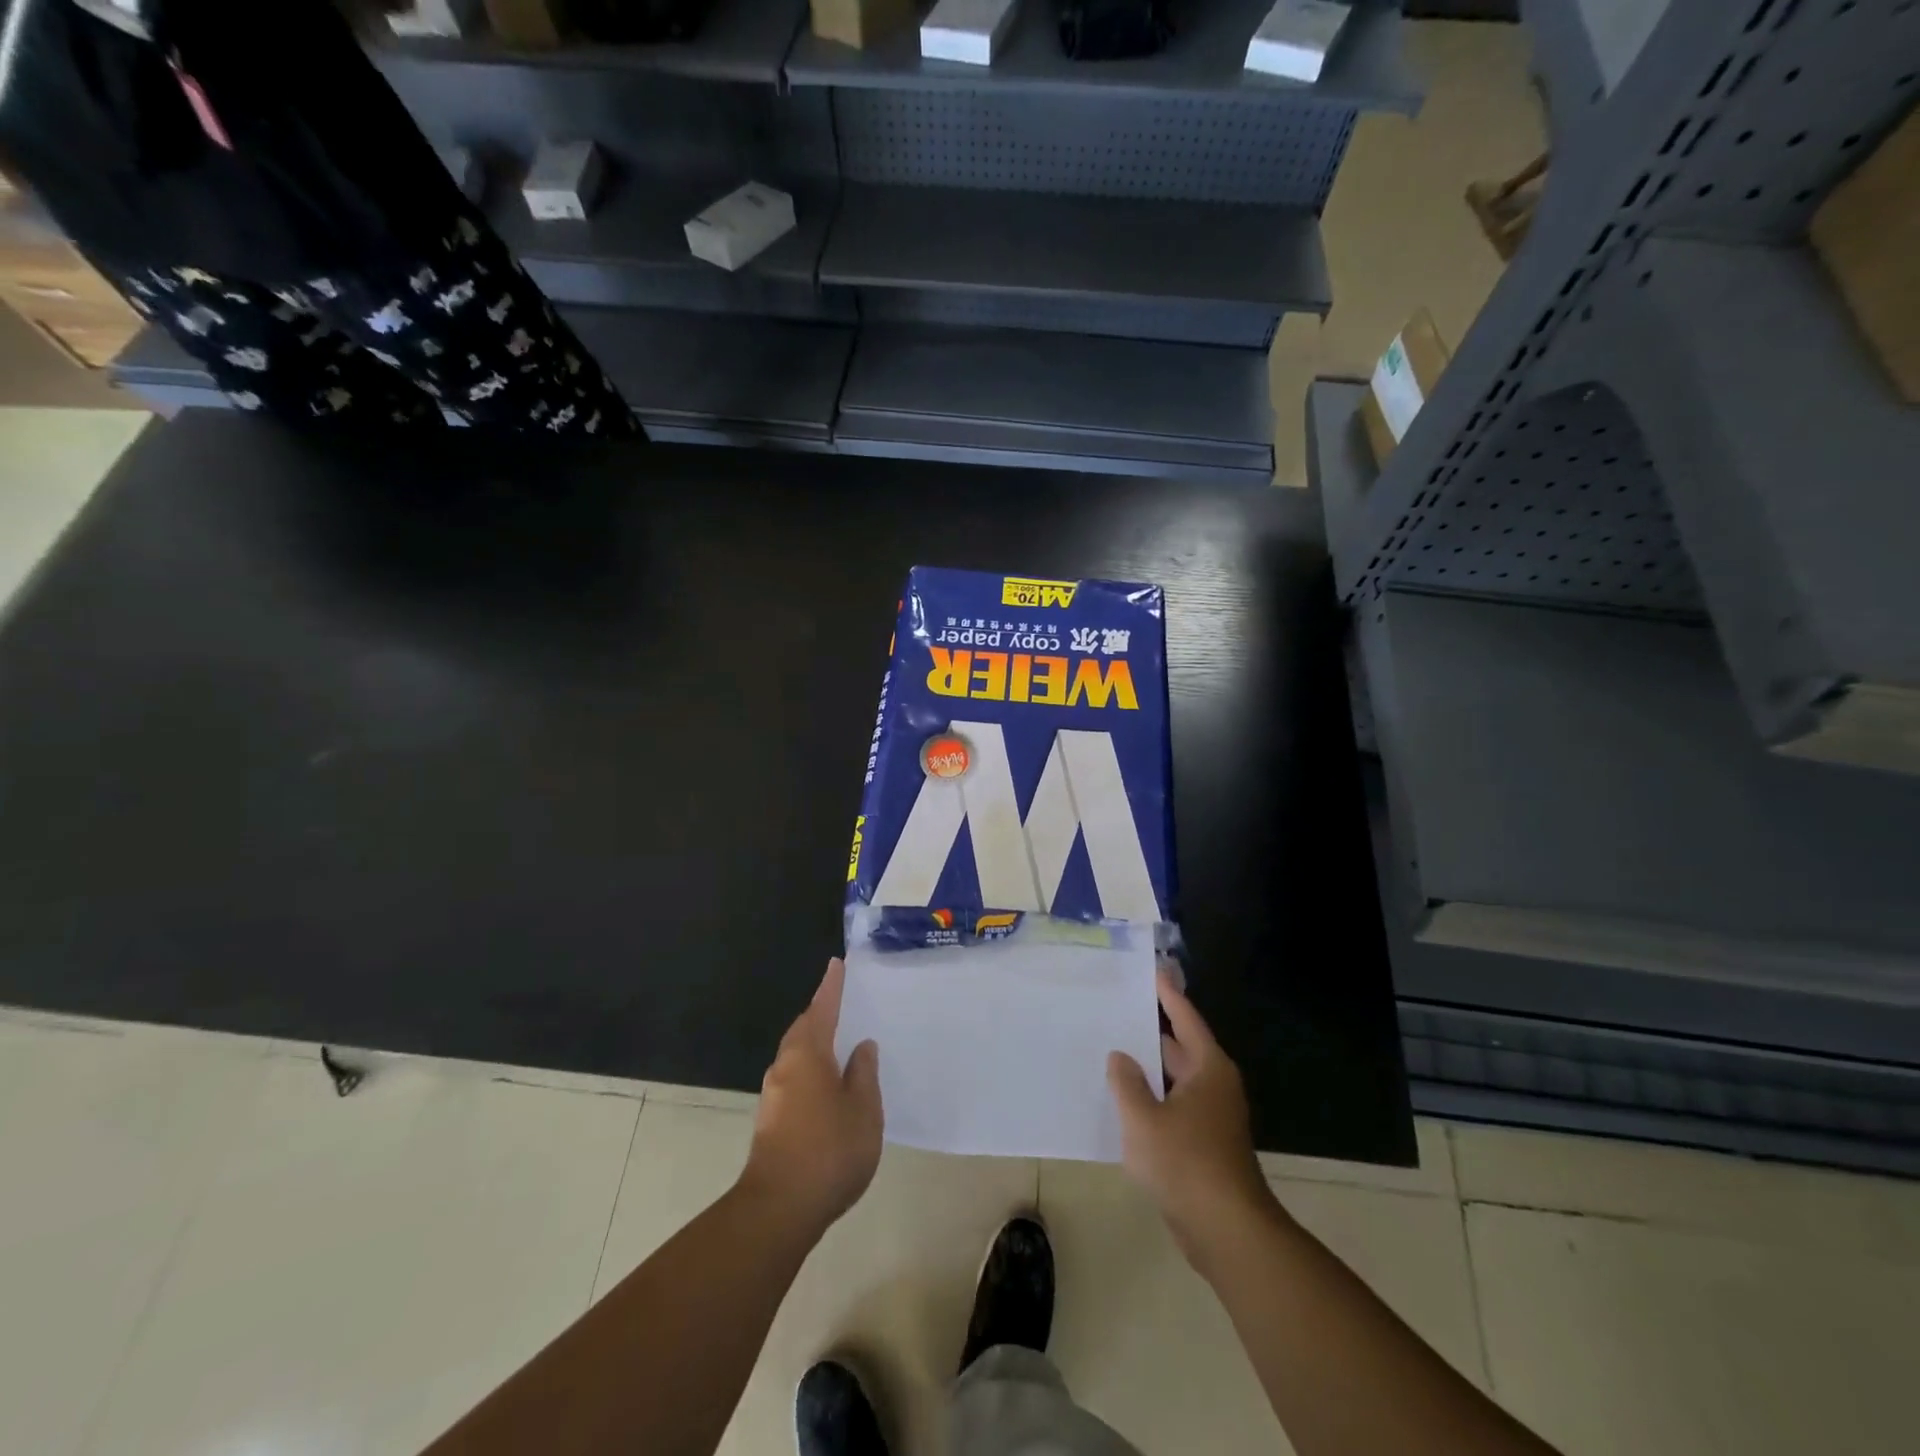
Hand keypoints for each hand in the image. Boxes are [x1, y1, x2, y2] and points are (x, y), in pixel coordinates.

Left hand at [739, 958, 882, 1235]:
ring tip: (841, 1041)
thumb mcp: (863, 1109)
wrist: (779, 1209)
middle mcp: (785, 1066)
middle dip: (820, 1014)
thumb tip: (862, 1046)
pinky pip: (796, 1077)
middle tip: (843, 1002)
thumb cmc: (829, 1150)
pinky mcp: (772, 1120)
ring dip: (815, 1043)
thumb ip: (863, 1074)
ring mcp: (774, 1095)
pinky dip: (812, 1068)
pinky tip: (829, 1084)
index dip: (831, 987)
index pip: (822, 1009)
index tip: (836, 964)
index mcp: (807, 1054)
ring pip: (797, 1055)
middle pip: (803, 1029)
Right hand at [1108, 971, 1273, 1264]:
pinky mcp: (1205, 1145)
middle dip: (1152, 1032)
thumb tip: (1121, 1057)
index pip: (1186, 1019)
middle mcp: (1214, 1087)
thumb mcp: (1143, 1118)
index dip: (1169, 995)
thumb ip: (1127, 1082)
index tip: (1154, 971)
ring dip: (1149, 1070)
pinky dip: (1153, 1099)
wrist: (1226, 1231)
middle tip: (1119, 1011)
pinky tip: (1125, 1103)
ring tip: (1113, 1051)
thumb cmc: (1185, 1163)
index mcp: (1208, 1069)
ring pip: (1175, 1081)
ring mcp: (1212, 1118)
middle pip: (1181, 1048)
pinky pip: (1174, 1108)